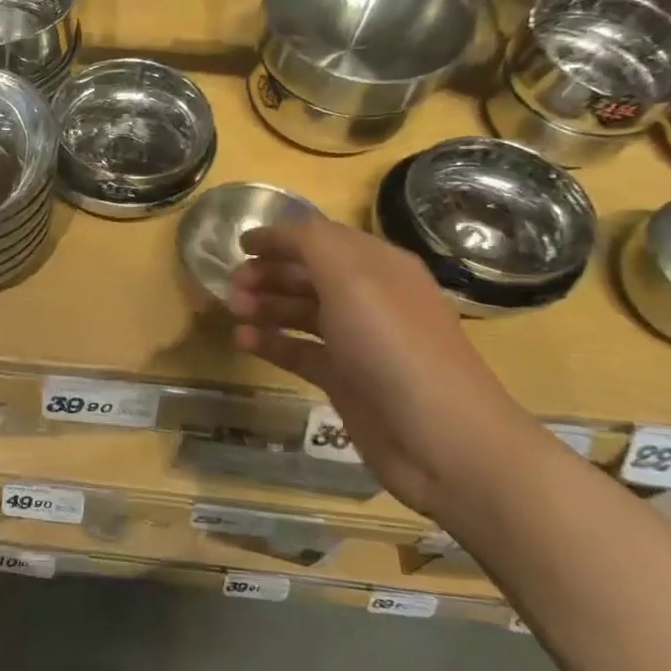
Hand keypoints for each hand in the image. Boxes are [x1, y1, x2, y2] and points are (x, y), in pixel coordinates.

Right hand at [227, 216, 542, 516]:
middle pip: (310, 275)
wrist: (438, 438)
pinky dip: (271, 343)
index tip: (239, 245)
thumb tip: (277, 232)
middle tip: (232, 285)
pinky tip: (242, 342)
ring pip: (302, 312)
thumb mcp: (351, 278)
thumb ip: (311, 243)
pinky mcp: (345, 379)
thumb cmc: (392, 345)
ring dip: (266, 306)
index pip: (323, 239)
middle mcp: (369, 299)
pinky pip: (300, 351)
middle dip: (269, 273)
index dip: (282, 238)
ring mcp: (357, 342)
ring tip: (234, 311)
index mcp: (379, 266)